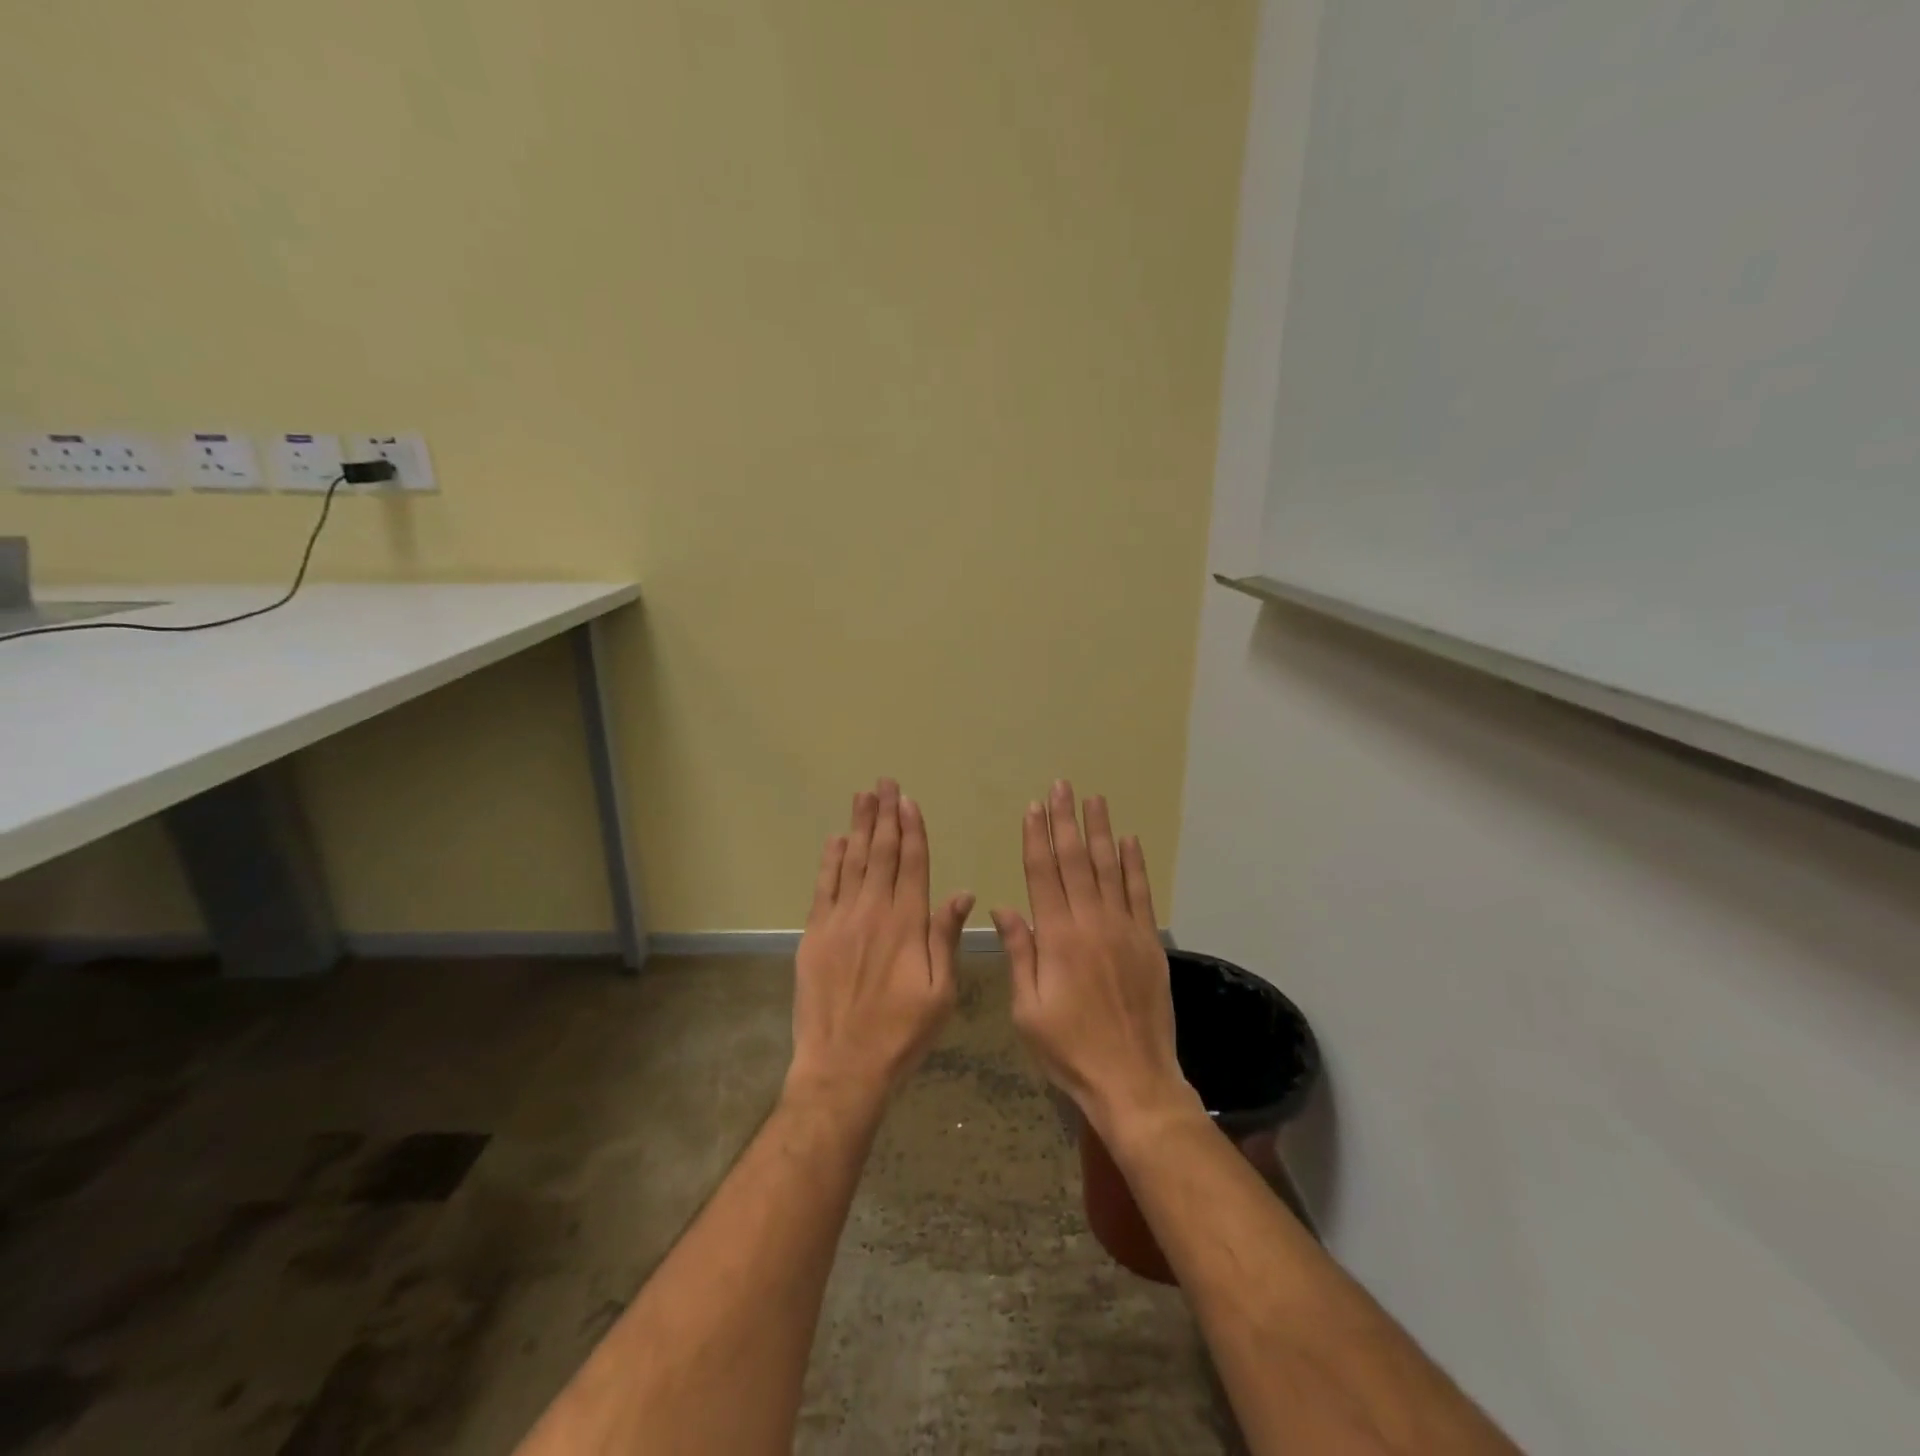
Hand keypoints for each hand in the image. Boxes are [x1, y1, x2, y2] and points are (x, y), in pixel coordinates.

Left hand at [788, 779, 973, 1109]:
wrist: (843, 1066)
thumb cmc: (902, 1033)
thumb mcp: (941, 992)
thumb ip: (946, 938)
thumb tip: (961, 893)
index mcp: (907, 924)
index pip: (912, 864)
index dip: (912, 830)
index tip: (909, 801)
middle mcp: (873, 912)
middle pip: (880, 853)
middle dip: (885, 816)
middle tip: (884, 783)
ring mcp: (840, 921)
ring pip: (851, 862)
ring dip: (858, 827)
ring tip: (863, 796)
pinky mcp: (814, 935)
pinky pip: (823, 887)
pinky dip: (830, 861)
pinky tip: (835, 839)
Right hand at [993, 781, 1201, 1140]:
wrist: (1132, 1079)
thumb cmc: (1069, 1049)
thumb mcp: (1027, 1009)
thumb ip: (1019, 953)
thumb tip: (1003, 907)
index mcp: (1056, 938)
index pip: (1043, 874)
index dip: (1036, 837)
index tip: (1033, 807)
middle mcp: (1091, 923)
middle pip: (1075, 861)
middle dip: (1065, 821)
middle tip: (1062, 786)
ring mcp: (1124, 929)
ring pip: (1109, 869)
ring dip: (1099, 831)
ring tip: (1093, 799)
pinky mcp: (1149, 942)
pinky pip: (1141, 894)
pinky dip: (1135, 865)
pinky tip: (1130, 841)